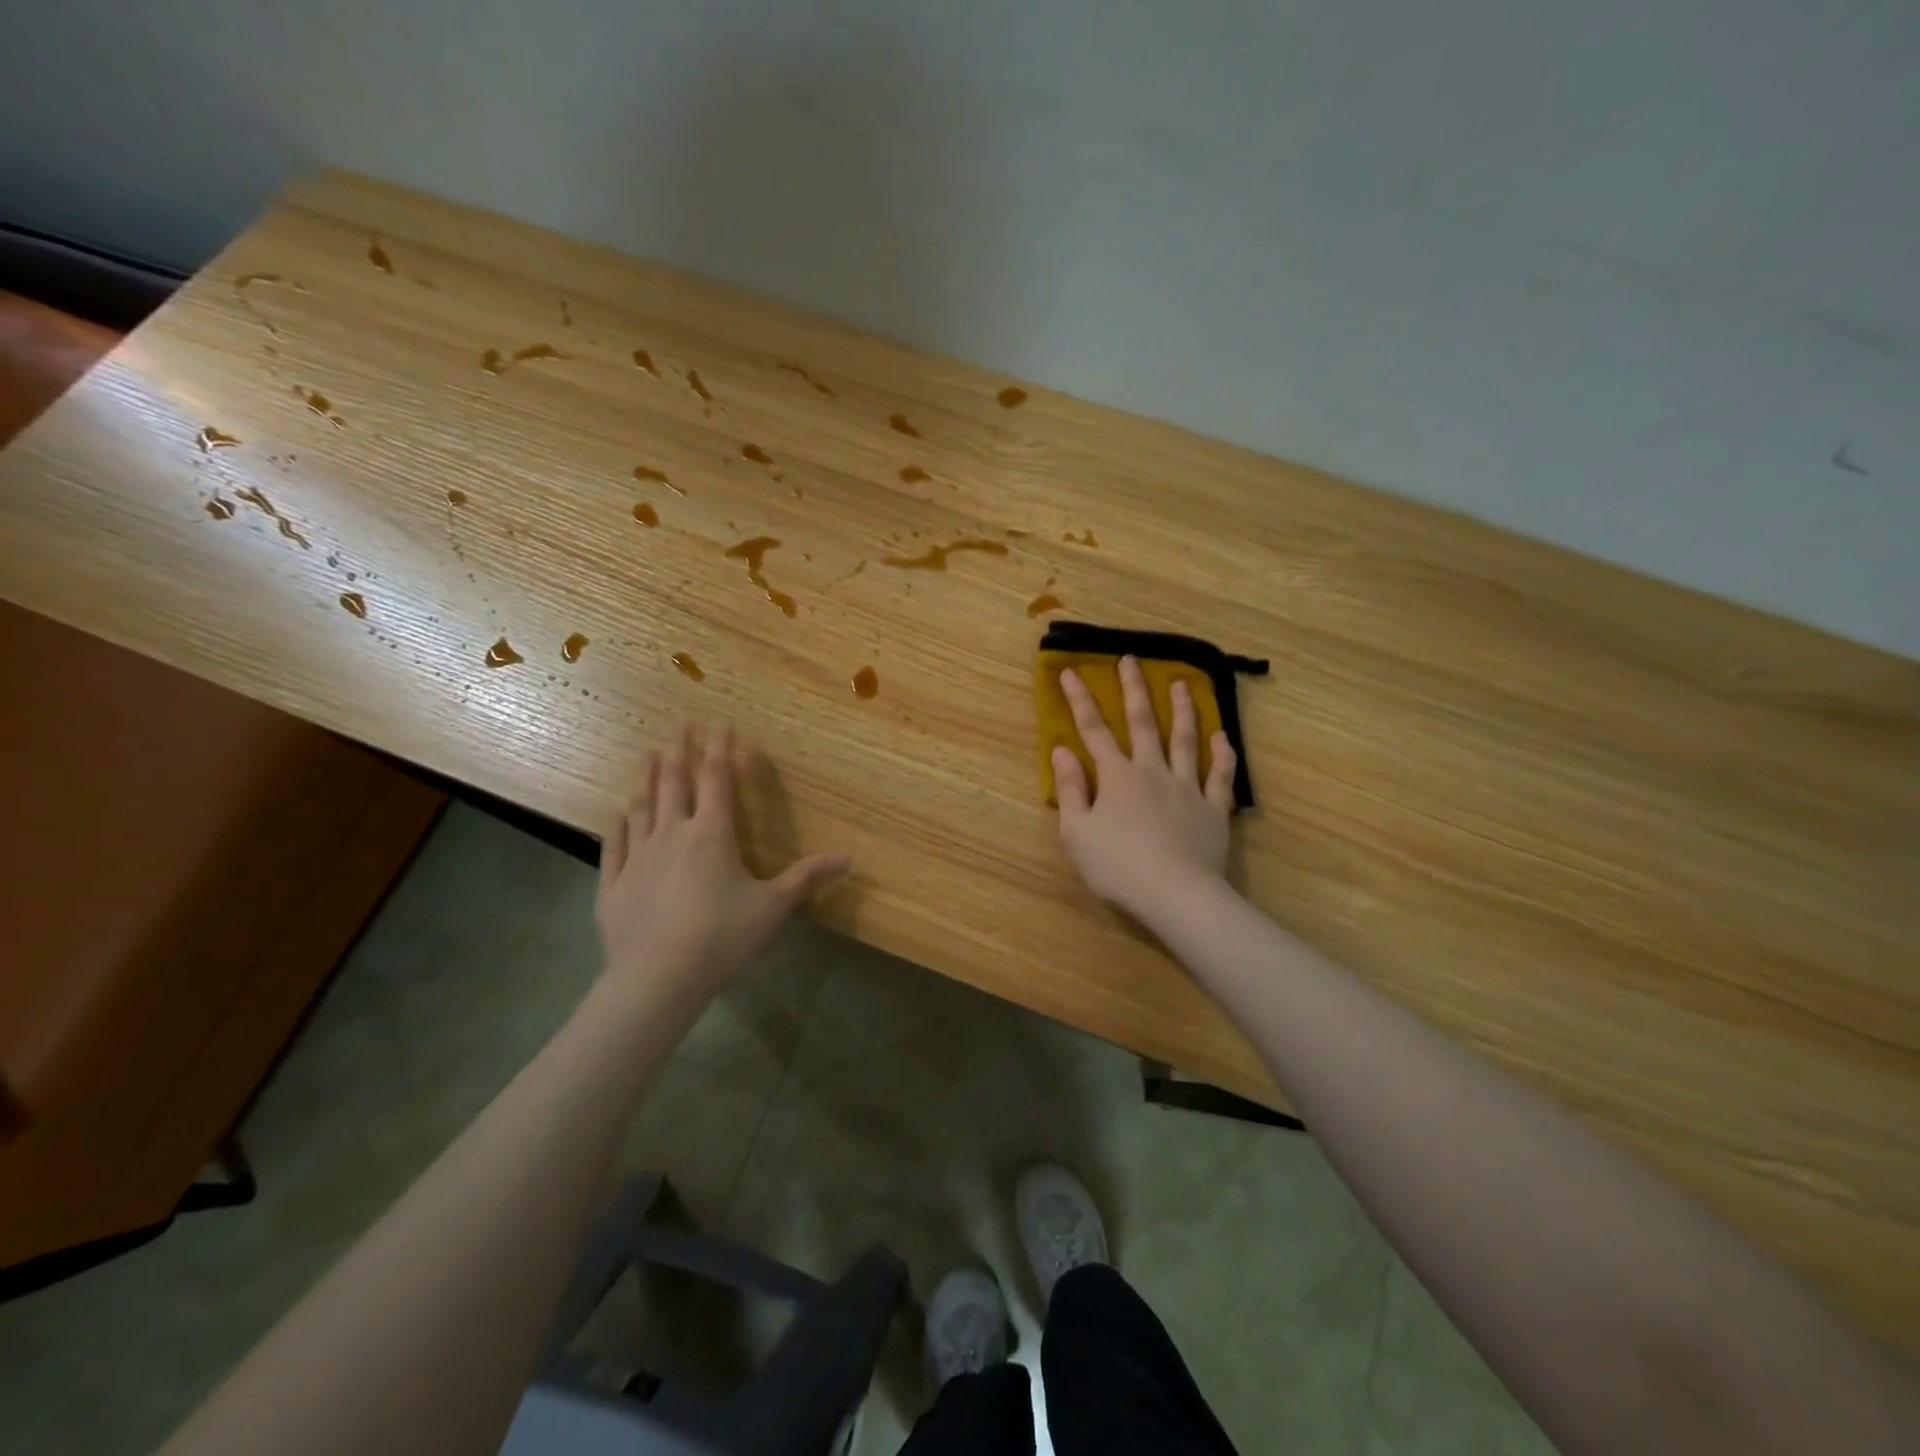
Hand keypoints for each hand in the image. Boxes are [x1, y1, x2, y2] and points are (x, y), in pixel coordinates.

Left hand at [596, 725, 849, 996]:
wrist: (657, 979)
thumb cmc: (721, 937)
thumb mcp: (773, 907)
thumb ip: (808, 878)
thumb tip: (849, 859)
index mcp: (711, 834)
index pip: (716, 780)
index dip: (720, 750)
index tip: (721, 724)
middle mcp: (672, 834)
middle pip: (674, 782)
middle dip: (679, 750)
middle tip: (680, 724)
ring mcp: (637, 858)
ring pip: (642, 807)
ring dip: (647, 779)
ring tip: (648, 756)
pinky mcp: (613, 885)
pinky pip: (614, 845)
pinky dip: (617, 824)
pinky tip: (617, 813)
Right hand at [1052, 658, 1236, 924]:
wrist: (1176, 894)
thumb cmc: (1117, 867)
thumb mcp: (1076, 832)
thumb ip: (1069, 789)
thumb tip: (1062, 750)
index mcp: (1116, 777)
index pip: (1093, 730)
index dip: (1080, 701)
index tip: (1070, 672)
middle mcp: (1152, 771)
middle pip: (1143, 722)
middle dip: (1134, 689)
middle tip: (1131, 659)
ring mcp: (1187, 787)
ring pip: (1186, 740)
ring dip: (1184, 709)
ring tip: (1183, 683)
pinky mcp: (1214, 809)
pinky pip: (1221, 775)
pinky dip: (1223, 755)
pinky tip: (1223, 737)